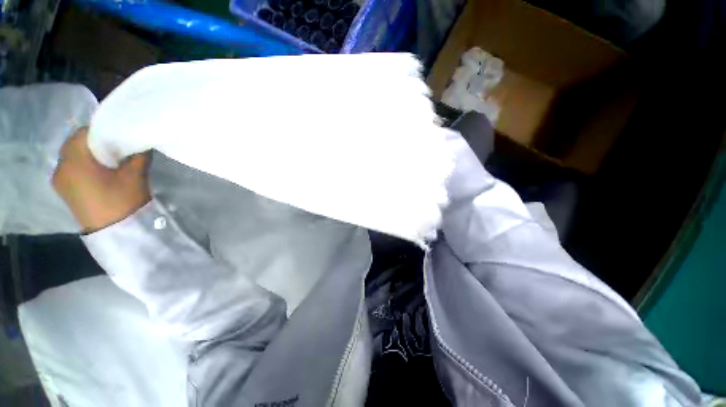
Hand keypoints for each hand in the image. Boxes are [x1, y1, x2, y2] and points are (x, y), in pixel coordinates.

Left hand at [53, 127, 151, 232]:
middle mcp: (61, 166)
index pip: (82, 133)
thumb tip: (140, 142)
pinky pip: (69, 169)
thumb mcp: (136, 174)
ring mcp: (59, 180)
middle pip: (74, 144)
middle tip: (113, 150)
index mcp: (75, 160)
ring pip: (71, 157)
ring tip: (106, 163)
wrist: (115, 230)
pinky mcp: (62, 191)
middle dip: (92, 143)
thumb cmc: (123, 200)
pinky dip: (81, 166)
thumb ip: (138, 154)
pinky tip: (96, 174)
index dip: (100, 132)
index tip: (117, 138)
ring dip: (86, 155)